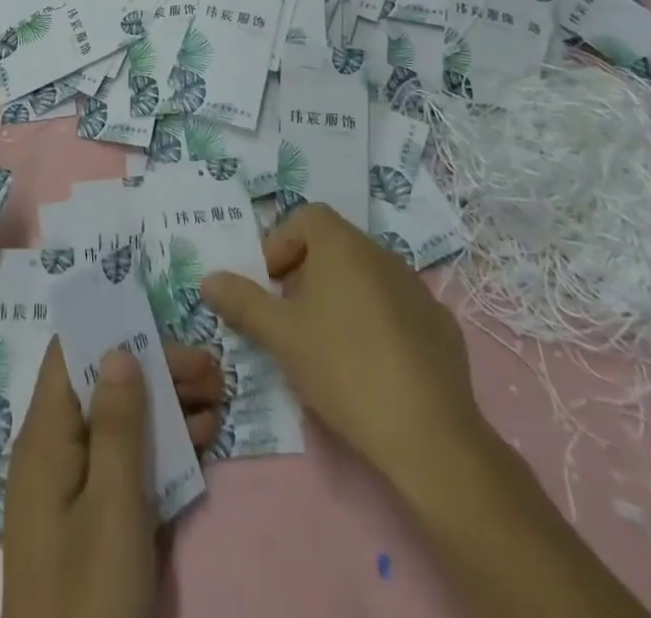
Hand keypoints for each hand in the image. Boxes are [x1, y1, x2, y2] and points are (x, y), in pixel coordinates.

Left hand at [2, 339, 222, 617]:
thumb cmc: (90, 596)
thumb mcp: (112, 506)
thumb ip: (117, 424)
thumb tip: (119, 348)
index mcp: (45, 436)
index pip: (71, 355)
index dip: (112, 330)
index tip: (161, 321)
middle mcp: (53, 450)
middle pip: (103, 386)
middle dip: (156, 369)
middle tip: (212, 369)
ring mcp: (72, 487)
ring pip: (120, 423)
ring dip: (167, 405)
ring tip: (219, 396)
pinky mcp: (92, 520)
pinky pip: (125, 463)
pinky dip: (161, 447)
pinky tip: (202, 438)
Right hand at [200, 203, 483, 504]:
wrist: (428, 434)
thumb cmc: (342, 367)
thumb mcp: (280, 335)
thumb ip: (242, 301)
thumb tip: (209, 279)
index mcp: (342, 245)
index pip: (306, 217)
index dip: (281, 244)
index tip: (271, 286)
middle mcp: (382, 253)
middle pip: (335, 246)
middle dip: (307, 274)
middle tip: (292, 318)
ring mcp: (417, 289)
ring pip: (366, 277)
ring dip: (342, 297)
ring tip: (329, 345)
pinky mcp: (441, 325)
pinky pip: (397, 308)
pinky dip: (378, 322)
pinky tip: (373, 366)